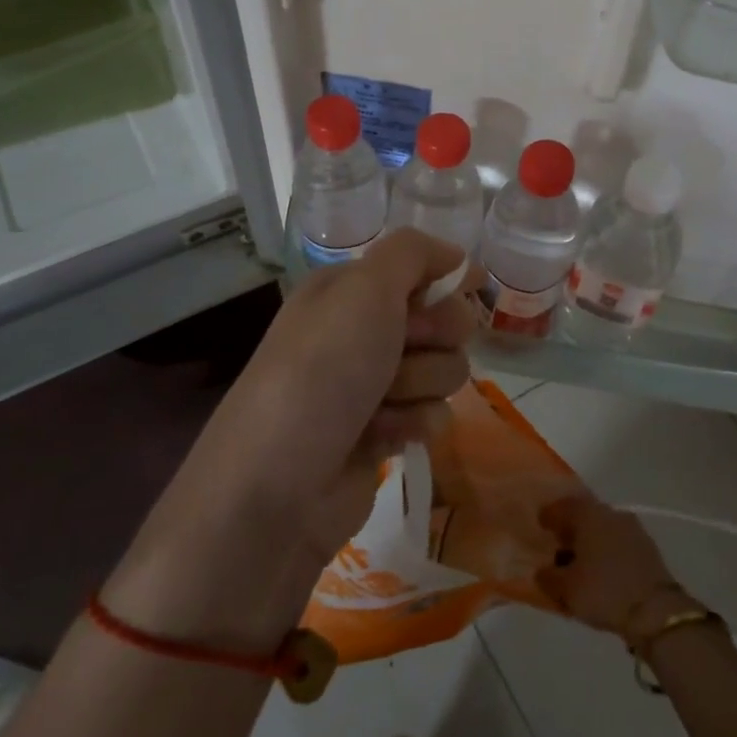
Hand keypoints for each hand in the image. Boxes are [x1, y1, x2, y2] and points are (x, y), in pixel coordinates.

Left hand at [218, 228, 486, 557]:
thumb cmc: (323, 369)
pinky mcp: (383, 433)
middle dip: (433, 339)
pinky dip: (413, 424)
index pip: (424, 270)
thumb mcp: (364, 288)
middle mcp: (362, 330)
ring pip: (445, 370)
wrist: (278, 483)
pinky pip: (433, 415)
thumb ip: (413, 253)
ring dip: (420, 386)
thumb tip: (458, 257)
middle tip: (401, 353)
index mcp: (350, 289)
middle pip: (444, 321)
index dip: (442, 286)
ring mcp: (373, 384)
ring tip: (382, 403)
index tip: (447, 300)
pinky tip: (381, 438)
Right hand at [537, 495, 691, 645]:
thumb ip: (548, 577)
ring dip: (590, 541)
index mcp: (587, 514)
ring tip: (580, 563)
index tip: (540, 525)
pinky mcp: (647, 548)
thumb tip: (543, 571)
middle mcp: (610, 512)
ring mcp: (632, 528)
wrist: (657, 611)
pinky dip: (607, 551)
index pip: (562, 506)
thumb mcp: (566, 589)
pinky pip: (618, 543)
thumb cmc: (604, 591)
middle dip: (570, 528)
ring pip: (603, 528)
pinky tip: (602, 570)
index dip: (548, 516)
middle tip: (558, 544)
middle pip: (584, 515)